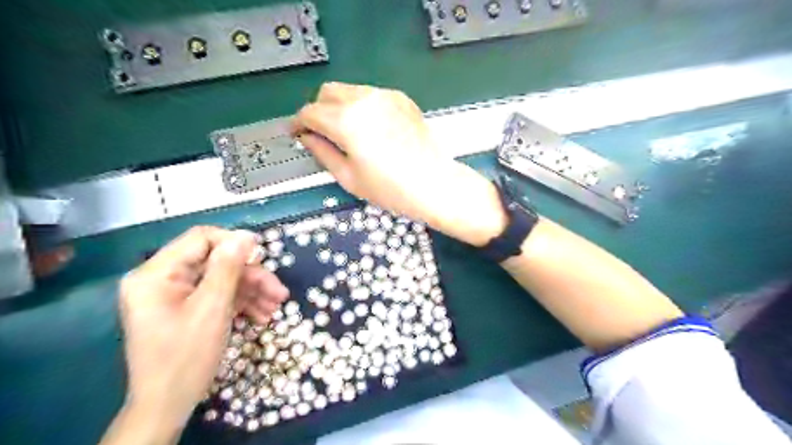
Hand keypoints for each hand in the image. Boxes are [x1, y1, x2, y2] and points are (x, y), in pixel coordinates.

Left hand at [105, 228, 287, 443]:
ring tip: (276, 307)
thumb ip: (228, 268)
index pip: (200, 239)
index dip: (234, 243)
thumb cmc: (186, 358)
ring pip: (222, 279)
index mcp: (157, 274)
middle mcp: (163, 279)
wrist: (167, 407)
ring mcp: (175, 296)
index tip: (262, 257)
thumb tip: (246, 235)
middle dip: (251, 276)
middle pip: (216, 262)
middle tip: (279, 292)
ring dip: (252, 291)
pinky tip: (262, 316)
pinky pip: (218, 296)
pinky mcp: (186, 309)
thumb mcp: (211, 309)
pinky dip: (241, 303)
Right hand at [292, 82, 506, 243]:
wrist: (434, 184)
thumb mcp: (349, 177)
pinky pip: (371, 96)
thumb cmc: (391, 189)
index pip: (310, 112)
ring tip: (347, 133)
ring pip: (349, 90)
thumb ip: (322, 152)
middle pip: (327, 93)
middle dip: (318, 110)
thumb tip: (307, 138)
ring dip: (339, 106)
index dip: (298, 123)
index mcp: (347, 121)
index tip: (297, 133)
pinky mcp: (401, 99)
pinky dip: (362, 107)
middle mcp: (364, 100)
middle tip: (321, 133)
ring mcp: (385, 96)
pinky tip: (371, 129)